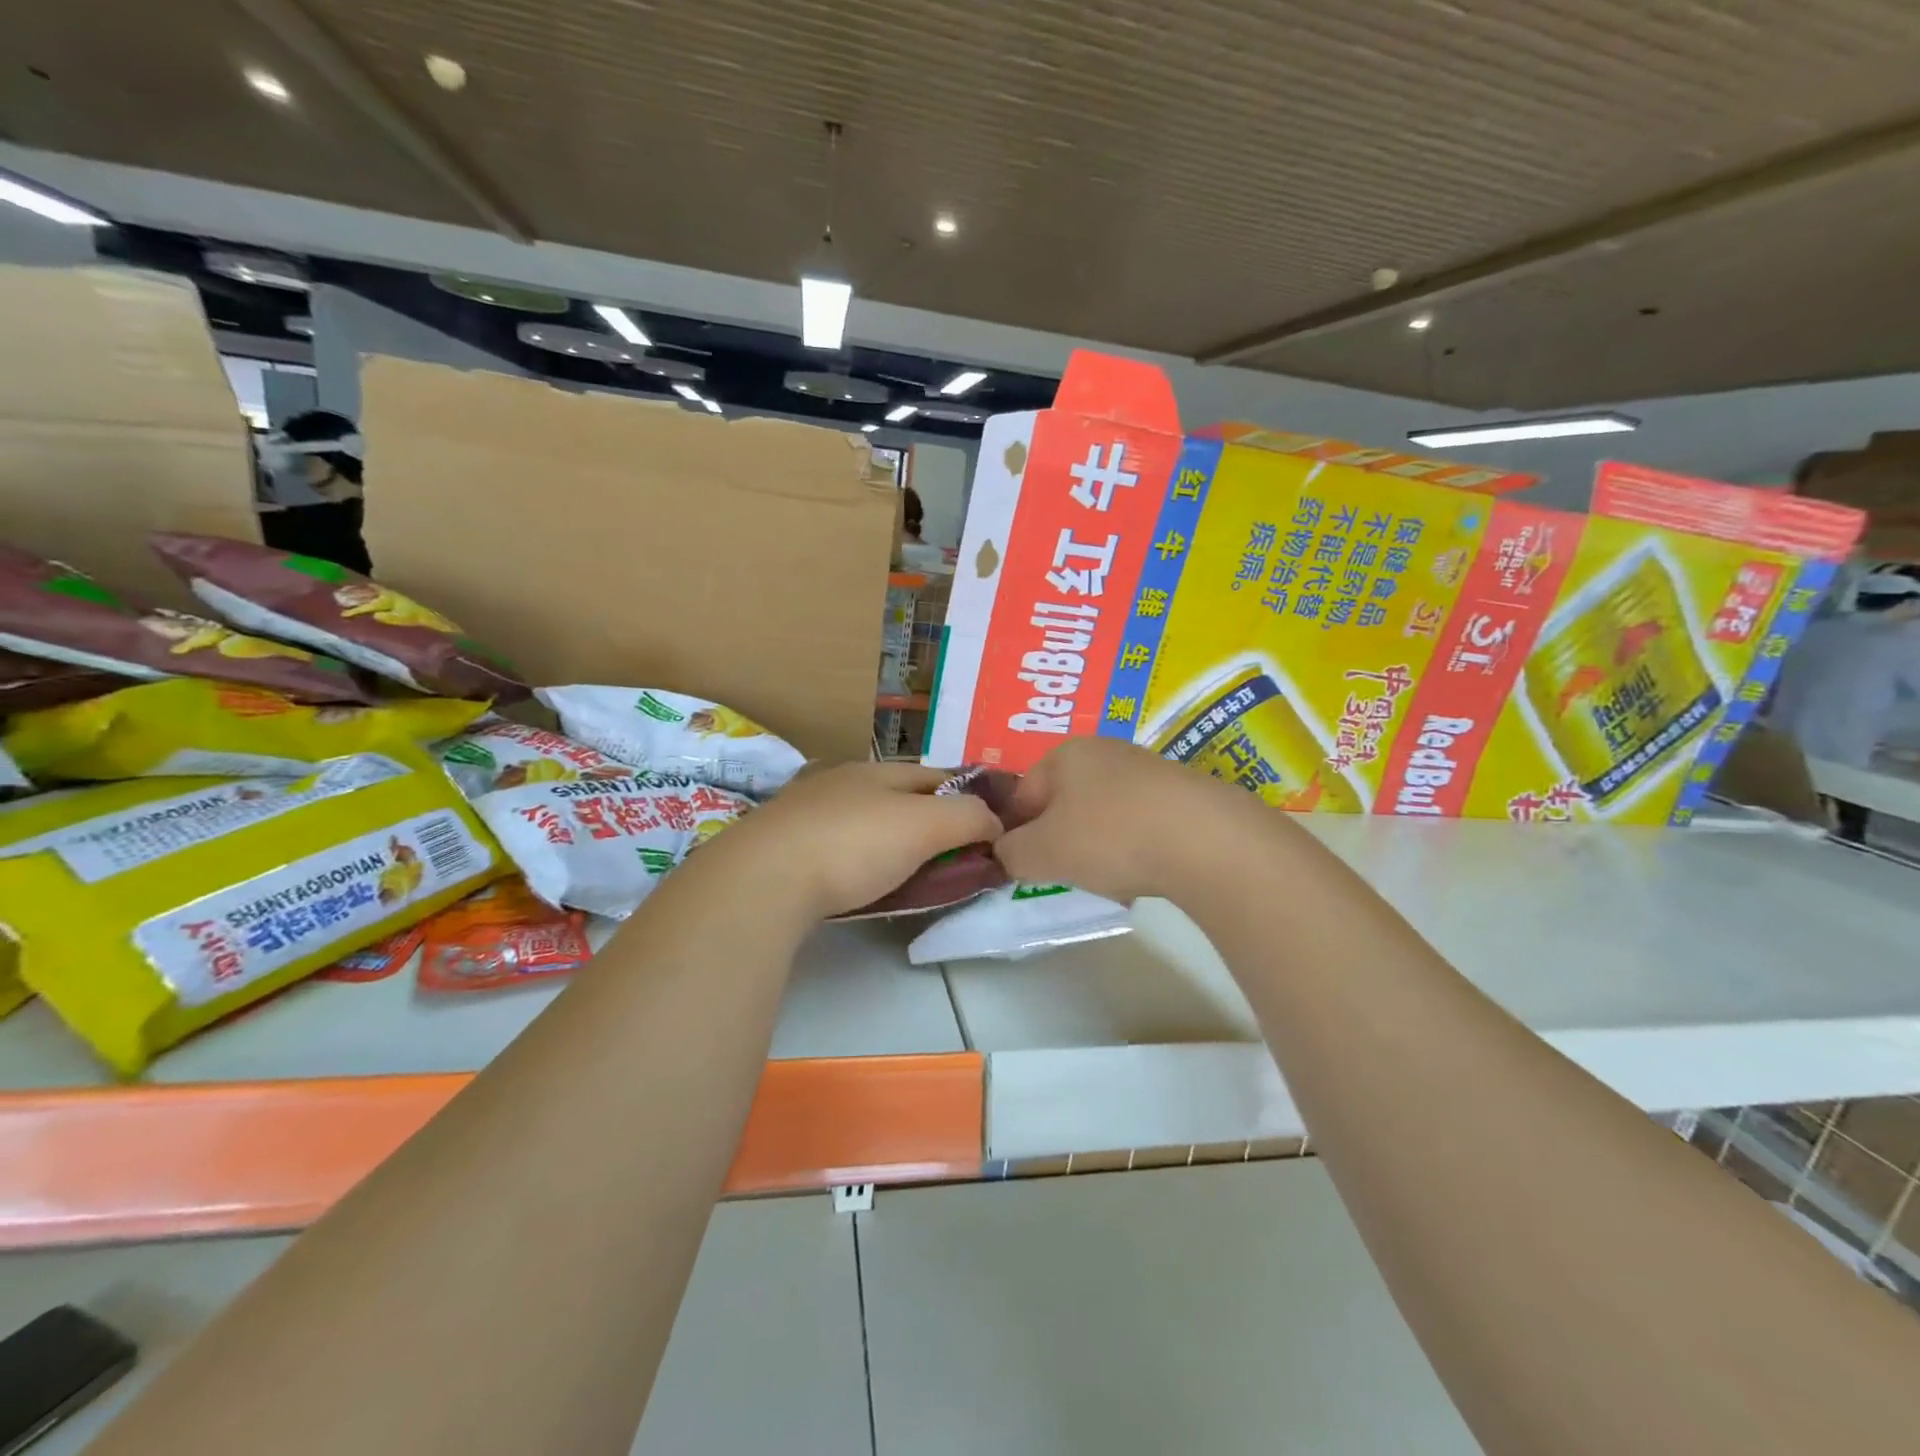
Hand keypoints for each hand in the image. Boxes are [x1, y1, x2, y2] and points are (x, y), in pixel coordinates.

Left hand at [713, 762, 1003, 919]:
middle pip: (901, 799)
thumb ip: (969, 818)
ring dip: (894, 843)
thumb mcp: (925, 826)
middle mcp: (841, 782)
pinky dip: (859, 862)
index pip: (939, 776)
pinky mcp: (783, 849)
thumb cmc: (852, 844)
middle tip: (956, 859)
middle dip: (931, 822)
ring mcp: (806, 814)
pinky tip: (860, 882)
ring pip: (867, 824)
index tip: (992, 828)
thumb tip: (995, 822)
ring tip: (913, 875)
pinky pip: (837, 849)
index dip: (971, 797)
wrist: (761, 880)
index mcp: (877, 771)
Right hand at [994, 737, 1253, 902]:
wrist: (1205, 840)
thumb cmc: (1110, 837)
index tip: (1022, 869)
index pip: (1021, 797)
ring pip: (1101, 815)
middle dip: (1058, 841)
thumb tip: (1006, 852)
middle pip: (1062, 804)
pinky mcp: (1180, 792)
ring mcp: (1145, 768)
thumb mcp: (1041, 852)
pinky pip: (1138, 822)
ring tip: (1108, 878)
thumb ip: (1010, 853)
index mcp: (1064, 754)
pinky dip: (1132, 846)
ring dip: (1095, 847)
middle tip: (1064, 875)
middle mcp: (1103, 751)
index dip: (1014, 835)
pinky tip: (1143, 872)